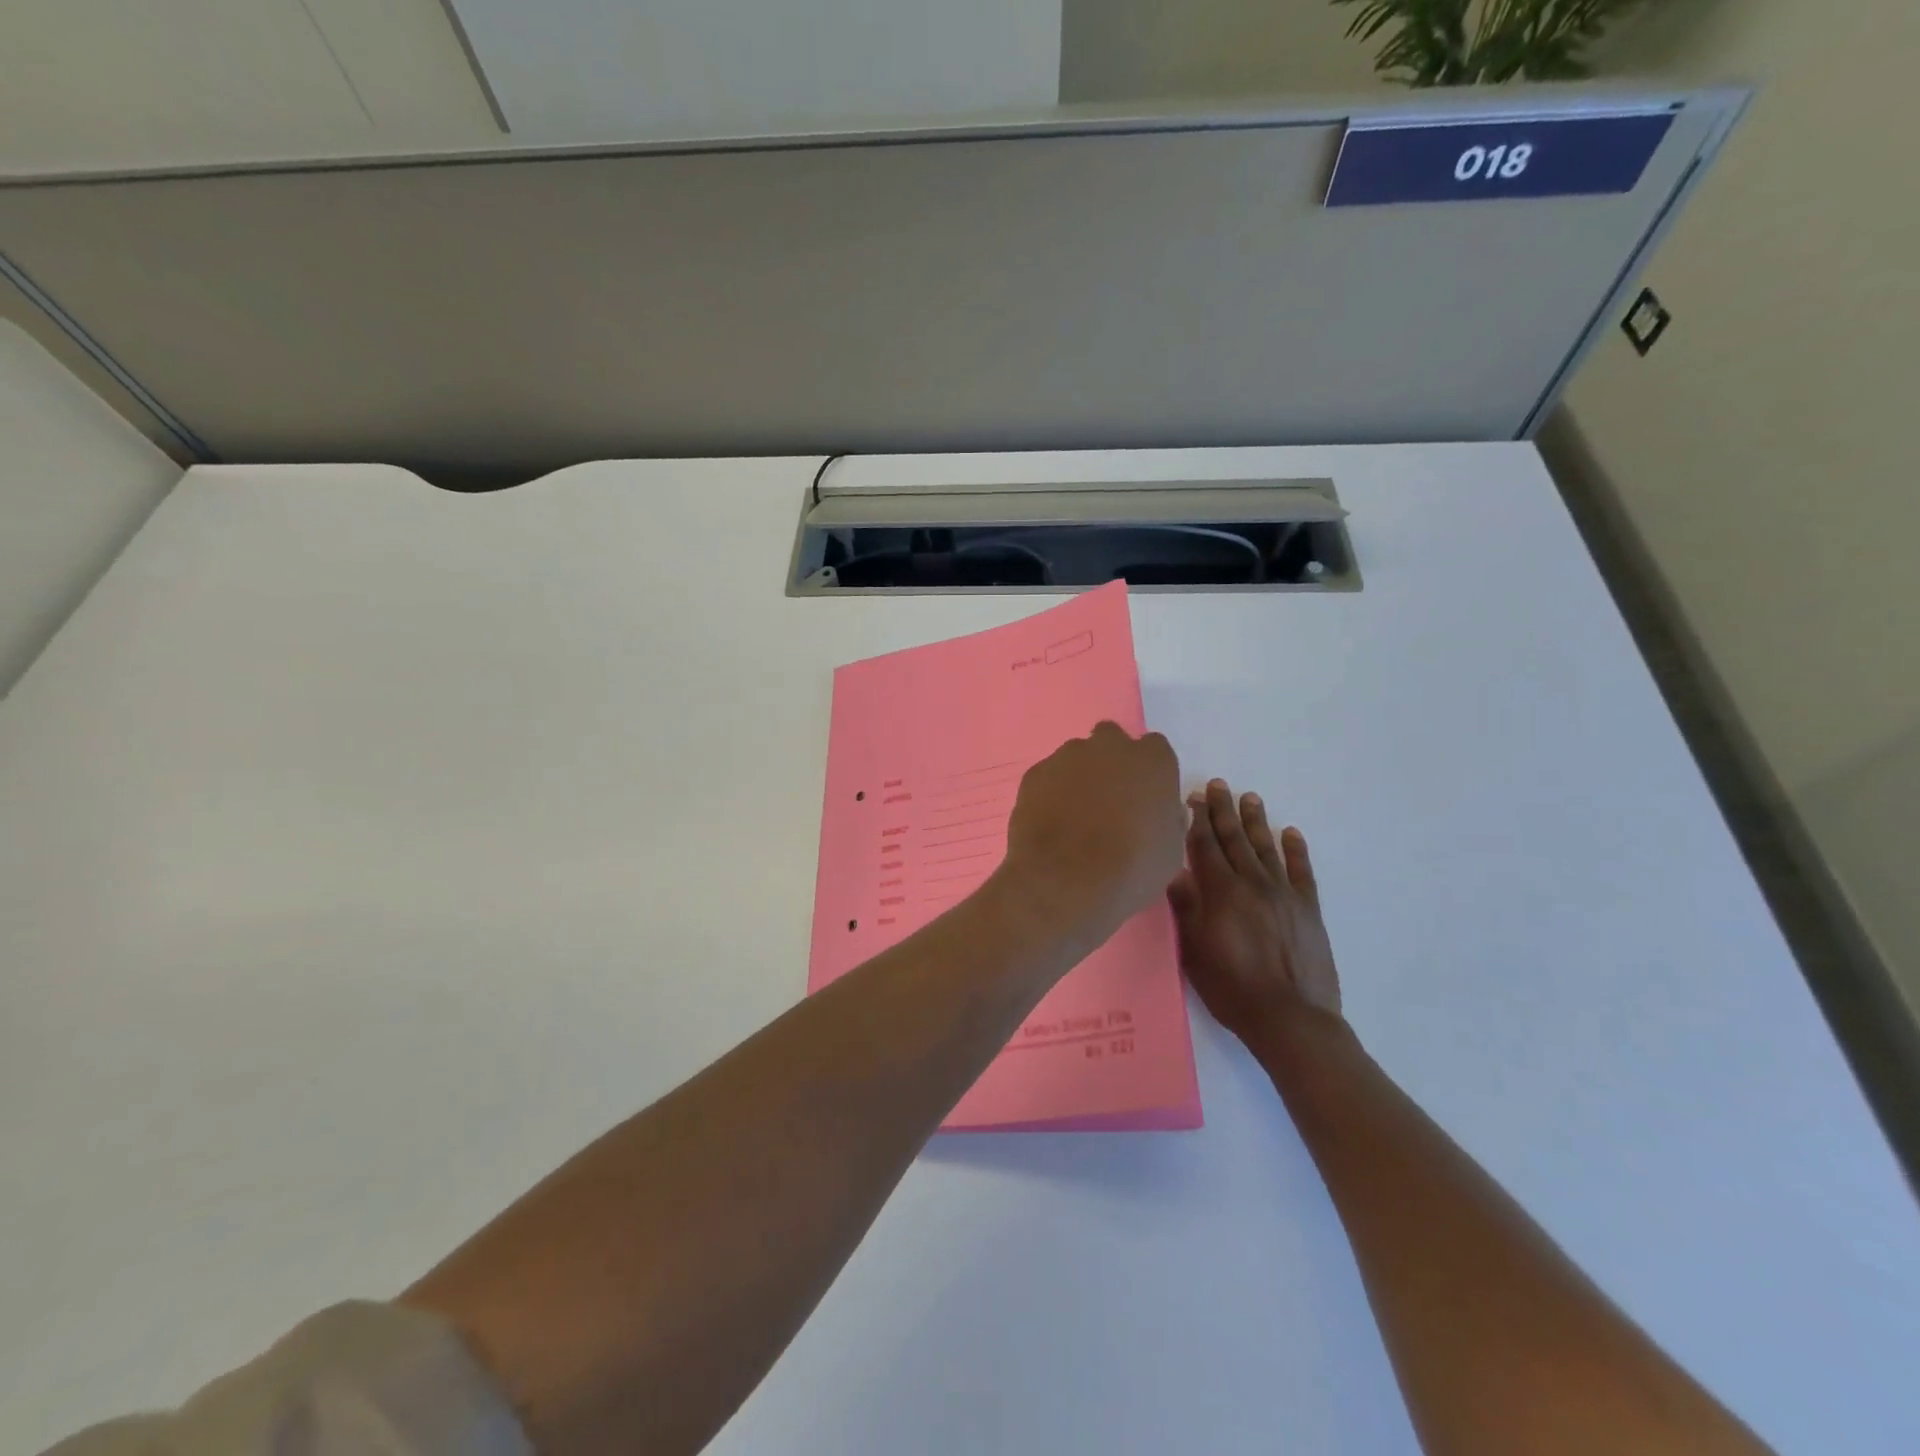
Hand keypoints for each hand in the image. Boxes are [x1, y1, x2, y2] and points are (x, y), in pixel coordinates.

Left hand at [1000, 723, 1186, 946]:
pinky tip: (1050, 823)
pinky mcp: (1035, 773)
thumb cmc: (1132, 869)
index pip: (1154, 750)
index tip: (1144, 797)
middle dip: (1110, 762)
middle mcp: (1110, 746)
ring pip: (1076, 757)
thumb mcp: (1170, 851)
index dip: (1148, 773)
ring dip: (1078, 777)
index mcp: (1152, 760)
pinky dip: (1050, 793)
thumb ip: (1166, 820)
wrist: (1066, 880)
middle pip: (1111, 740)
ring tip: (1074, 818)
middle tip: (1108, 800)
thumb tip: (1160, 813)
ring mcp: (1067, 756)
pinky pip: (1047, 776)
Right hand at [1168, 780, 1342, 1043]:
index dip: (1197, 820)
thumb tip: (1173, 871)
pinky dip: (1296, 850)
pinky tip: (1291, 833)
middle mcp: (1253, 883)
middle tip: (1218, 785)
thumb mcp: (1194, 950)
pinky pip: (1302, 871)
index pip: (1205, 846)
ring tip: (1250, 797)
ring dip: (1256, 821)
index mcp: (1222, 892)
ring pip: (1266, 848)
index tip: (1193, 798)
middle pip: (1235, 839)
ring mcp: (1285, 894)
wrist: (1291, 1019)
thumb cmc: (1232, 987)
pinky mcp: (1308, 910)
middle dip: (1224, 810)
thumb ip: (1186, 907)